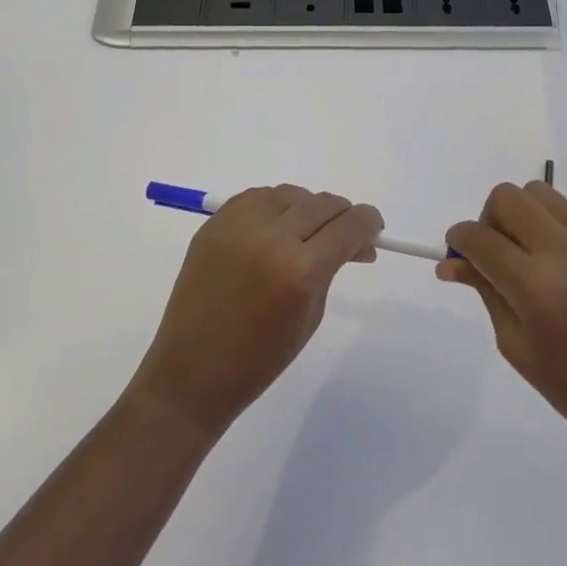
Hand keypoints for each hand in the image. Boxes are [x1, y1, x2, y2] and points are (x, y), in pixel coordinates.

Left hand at [128, 186, 383, 441]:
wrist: (192, 372)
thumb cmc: (260, 358)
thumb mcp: (311, 315)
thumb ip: (333, 268)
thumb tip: (356, 241)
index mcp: (300, 271)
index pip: (349, 226)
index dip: (368, 222)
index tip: (374, 228)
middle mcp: (272, 237)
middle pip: (322, 203)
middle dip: (342, 215)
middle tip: (345, 233)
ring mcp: (239, 225)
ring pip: (291, 193)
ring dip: (307, 208)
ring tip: (306, 232)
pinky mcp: (215, 222)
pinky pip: (258, 197)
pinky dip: (275, 206)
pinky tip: (276, 228)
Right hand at [439, 183, 566, 468]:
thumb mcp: (518, 348)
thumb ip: (486, 293)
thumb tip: (452, 264)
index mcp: (536, 286)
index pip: (481, 238)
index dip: (458, 240)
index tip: (453, 254)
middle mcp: (563, 252)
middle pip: (508, 197)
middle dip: (487, 219)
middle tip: (490, 255)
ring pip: (538, 192)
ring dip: (518, 213)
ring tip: (520, 253)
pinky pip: (565, 214)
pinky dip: (545, 225)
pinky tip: (551, 265)